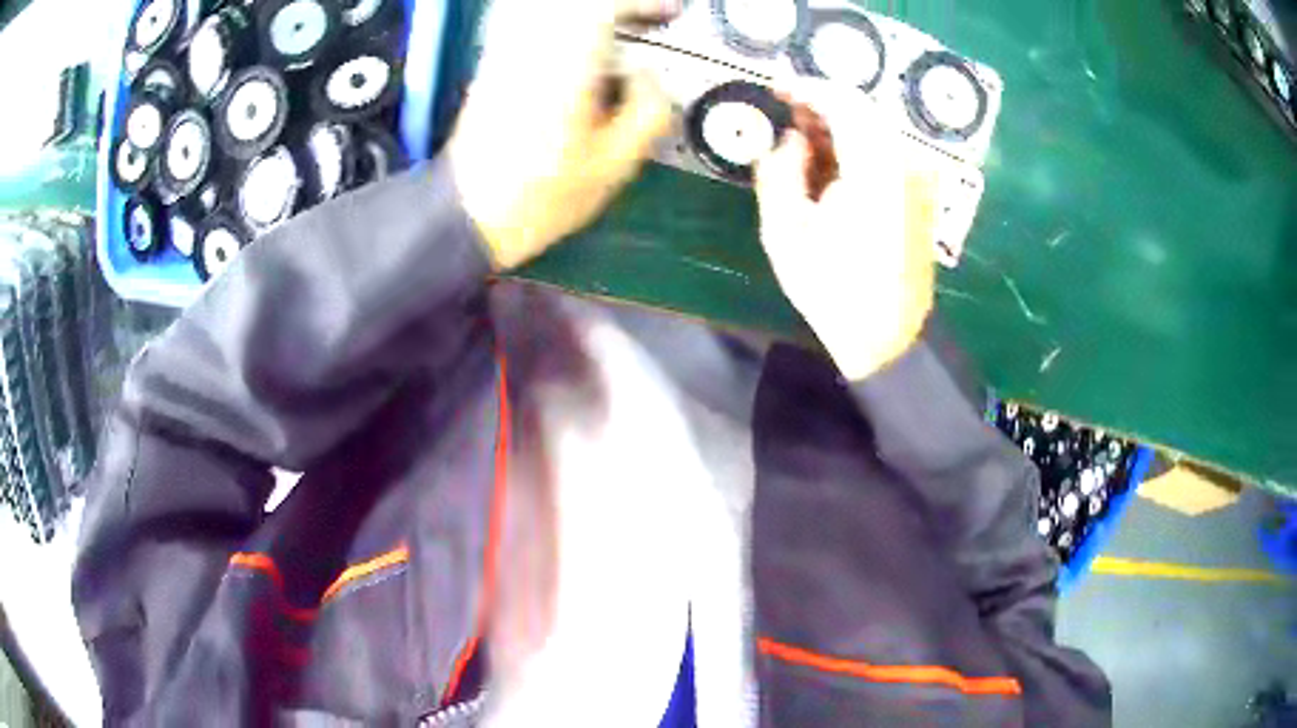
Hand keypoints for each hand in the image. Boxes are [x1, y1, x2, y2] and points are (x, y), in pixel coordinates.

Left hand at [449, 0, 676, 269]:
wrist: (470, 213)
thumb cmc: (542, 195)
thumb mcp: (613, 165)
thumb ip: (648, 112)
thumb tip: (653, 77)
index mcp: (567, 67)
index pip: (607, 7)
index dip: (644, 4)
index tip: (669, 13)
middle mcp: (533, 48)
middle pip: (580, 4)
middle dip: (619, 8)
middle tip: (646, 22)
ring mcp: (507, 53)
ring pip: (550, 10)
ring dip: (590, 15)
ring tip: (616, 33)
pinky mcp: (493, 65)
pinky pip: (525, 22)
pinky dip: (560, 23)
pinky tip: (577, 42)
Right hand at [755, 81, 937, 380]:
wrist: (888, 338)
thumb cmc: (833, 290)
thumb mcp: (784, 232)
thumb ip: (780, 171)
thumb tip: (791, 139)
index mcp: (875, 168)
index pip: (845, 101)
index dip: (807, 87)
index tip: (776, 90)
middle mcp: (905, 164)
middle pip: (863, 112)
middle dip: (822, 107)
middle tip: (785, 115)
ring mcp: (918, 180)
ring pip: (876, 131)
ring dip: (839, 128)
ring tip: (802, 141)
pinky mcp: (921, 196)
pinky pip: (887, 154)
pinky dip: (857, 149)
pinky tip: (832, 165)